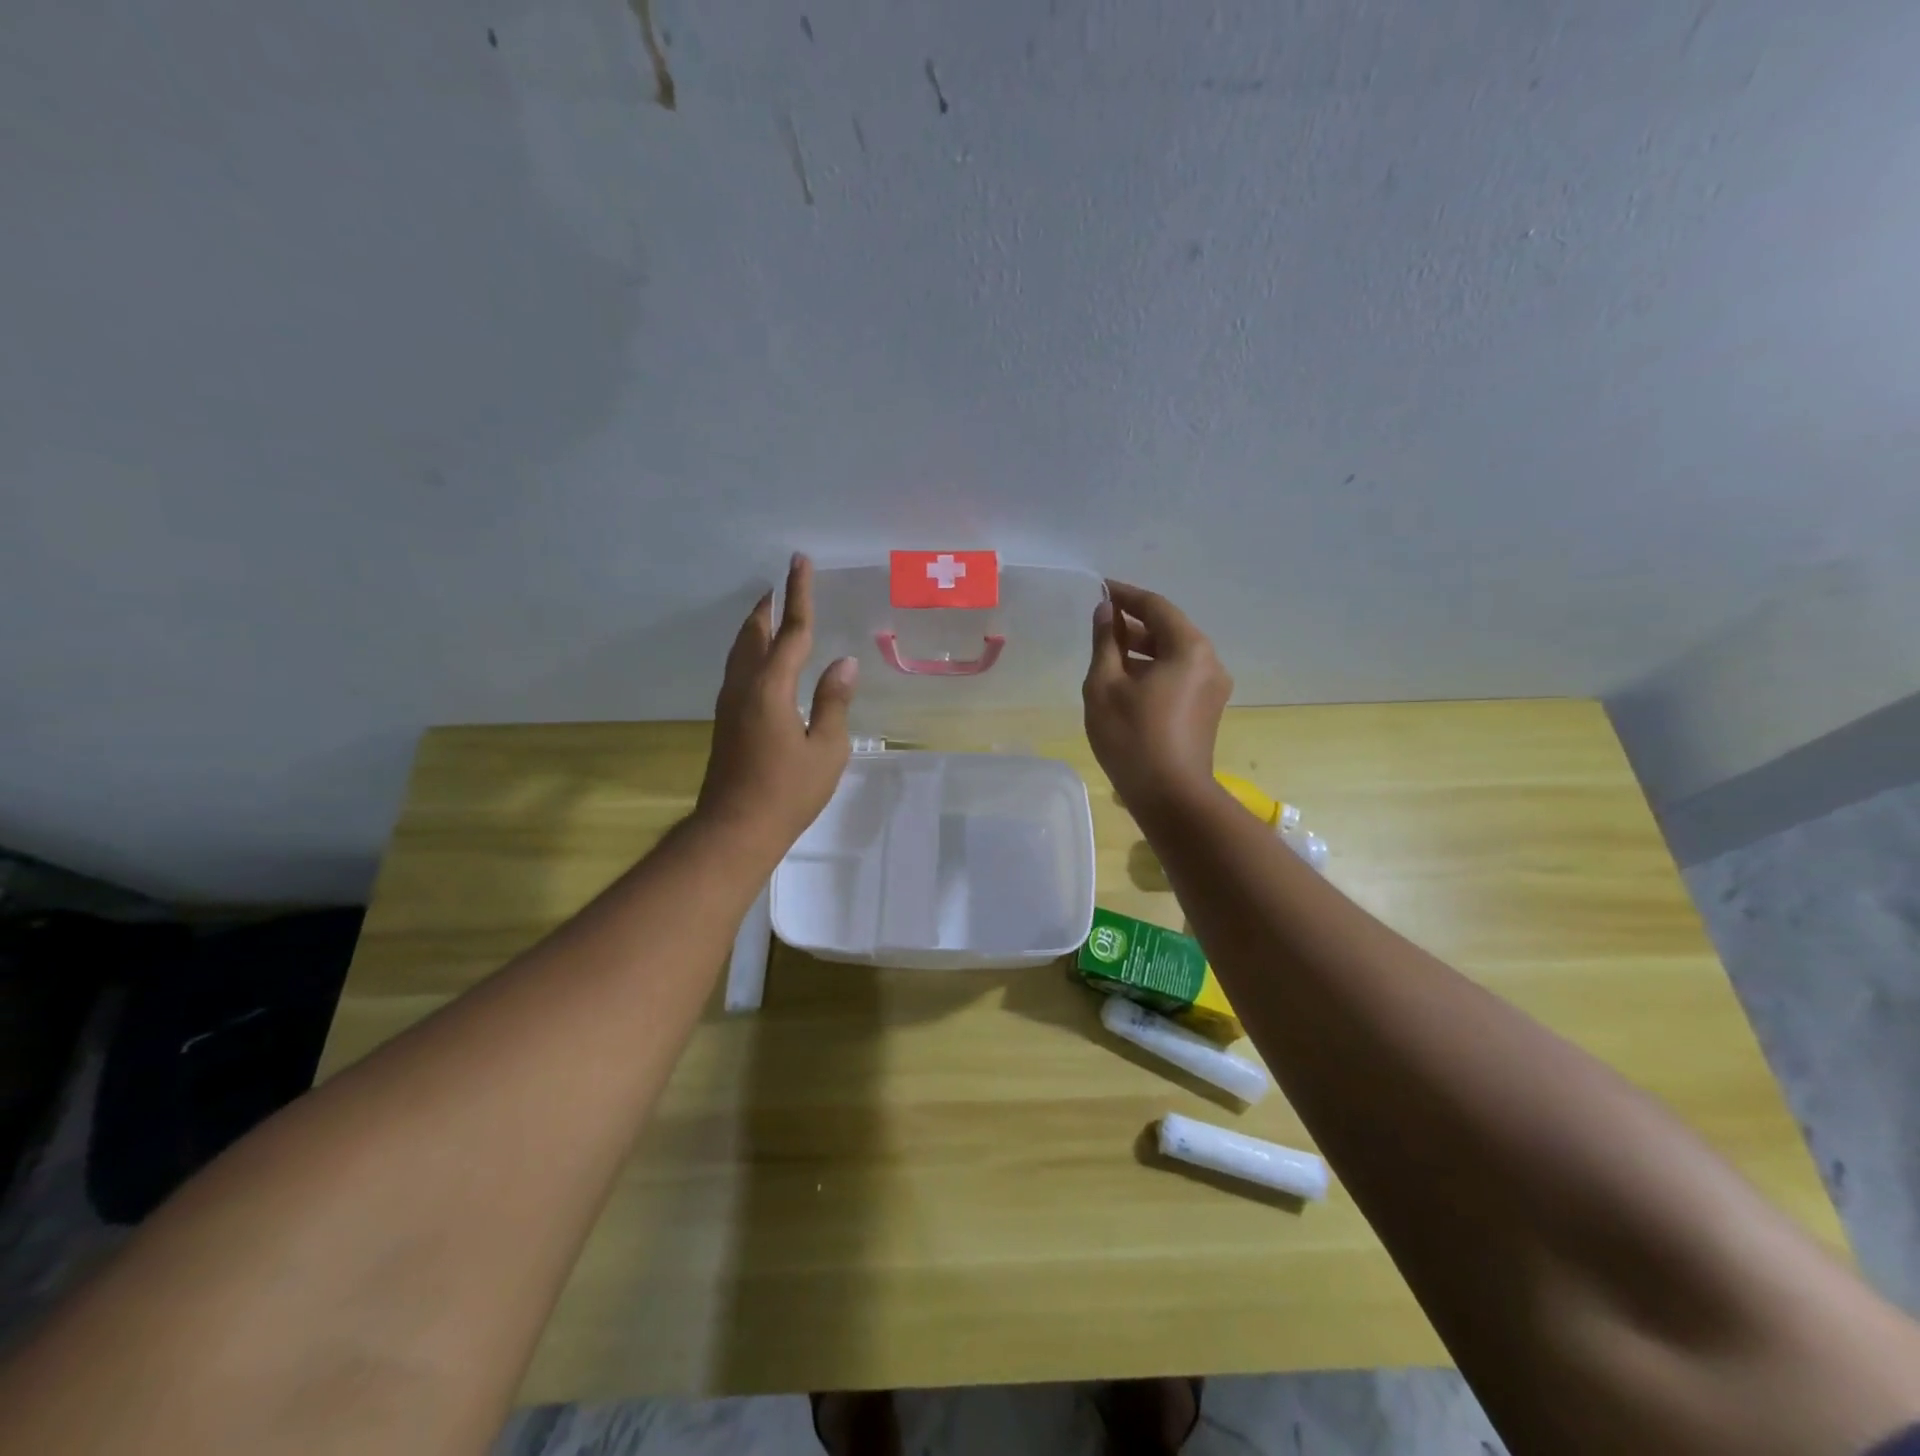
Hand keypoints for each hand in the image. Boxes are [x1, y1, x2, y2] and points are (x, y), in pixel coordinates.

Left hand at [697, 554, 858, 855]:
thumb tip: (844, 662)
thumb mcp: (826, 749)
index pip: (792, 631)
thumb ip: (834, 702)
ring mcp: (730, 703)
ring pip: (740, 651)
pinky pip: (738, 669)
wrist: (735, 829)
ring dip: (756, 627)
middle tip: (781, 584)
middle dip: (769, 606)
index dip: (799, 595)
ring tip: (769, 612)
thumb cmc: (788, 791)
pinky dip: (751, 651)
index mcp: (771, 688)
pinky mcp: (726, 720)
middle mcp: (744, 686)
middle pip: (755, 634)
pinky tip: (761, 661)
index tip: (799, 561)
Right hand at [1083, 581, 1231, 818]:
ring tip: (1108, 652)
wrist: (1171, 797)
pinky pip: (1179, 674)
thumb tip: (1107, 612)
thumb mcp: (1105, 685)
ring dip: (1143, 648)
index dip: (1125, 595)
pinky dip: (1154, 668)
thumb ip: (1106, 642)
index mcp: (1189, 648)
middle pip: (1169, 628)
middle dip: (1134, 623)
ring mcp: (1213, 687)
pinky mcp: (1207, 709)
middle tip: (1100, 622)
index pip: (1155, 607)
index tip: (1100, 589)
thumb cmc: (1132, 738)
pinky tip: (1127, 680)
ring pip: (1174, 653)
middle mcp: (1209, 661)